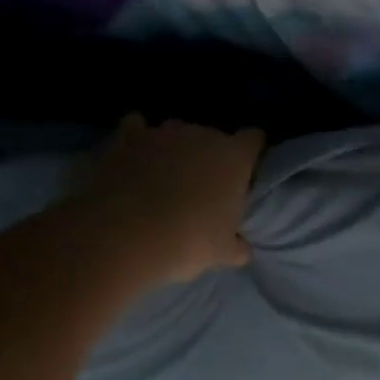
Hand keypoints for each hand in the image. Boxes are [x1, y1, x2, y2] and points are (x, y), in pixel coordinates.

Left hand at [64, 115, 265, 289]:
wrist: (125, 235)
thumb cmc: (187, 241)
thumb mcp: (221, 252)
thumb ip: (236, 246)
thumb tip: (241, 249)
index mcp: (234, 158)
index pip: (253, 140)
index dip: (250, 152)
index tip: (245, 170)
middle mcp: (201, 135)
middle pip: (213, 136)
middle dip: (209, 156)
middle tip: (201, 185)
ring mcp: (162, 133)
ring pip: (175, 131)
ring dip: (174, 148)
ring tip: (164, 174)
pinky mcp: (126, 138)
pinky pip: (136, 128)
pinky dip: (136, 139)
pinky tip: (134, 156)